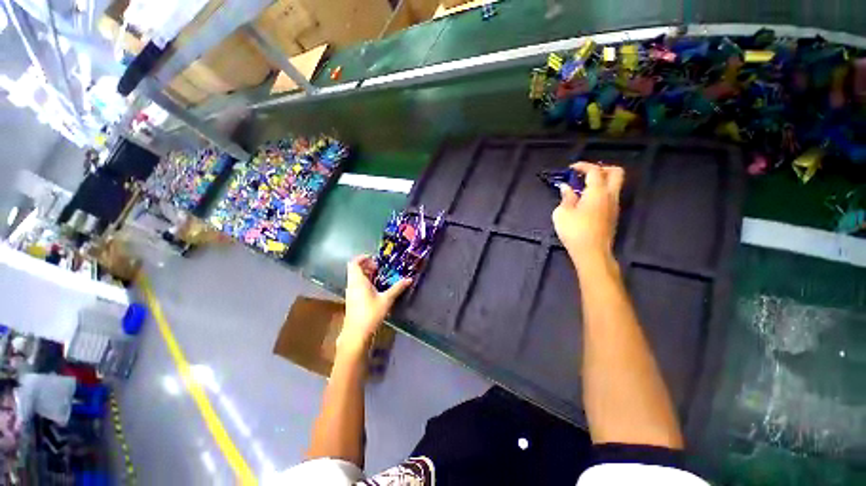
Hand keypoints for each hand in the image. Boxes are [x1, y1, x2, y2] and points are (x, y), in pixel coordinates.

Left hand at [340, 255, 411, 353]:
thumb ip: (398, 288)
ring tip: (379, 276)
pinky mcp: (352, 300)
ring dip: (366, 274)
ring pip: (356, 277)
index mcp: (358, 281)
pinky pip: (357, 285)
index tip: (374, 258)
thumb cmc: (371, 313)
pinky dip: (365, 282)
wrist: (357, 333)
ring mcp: (351, 293)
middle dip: (366, 265)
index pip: (354, 263)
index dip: (363, 258)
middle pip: (355, 269)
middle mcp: (352, 284)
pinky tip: (376, 288)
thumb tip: (409, 279)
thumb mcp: (387, 299)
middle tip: (379, 267)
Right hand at [552, 162, 624, 261]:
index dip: (583, 166)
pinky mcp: (613, 216)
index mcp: (597, 191)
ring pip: (614, 185)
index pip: (594, 171)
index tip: (571, 168)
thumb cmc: (575, 231)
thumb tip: (566, 188)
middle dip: (601, 169)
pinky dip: (601, 192)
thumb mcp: (562, 213)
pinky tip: (586, 202)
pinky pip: (610, 196)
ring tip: (582, 188)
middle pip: (616, 173)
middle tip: (585, 174)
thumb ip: (566, 197)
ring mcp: (615, 206)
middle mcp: (610, 195)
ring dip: (601, 181)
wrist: (592, 252)